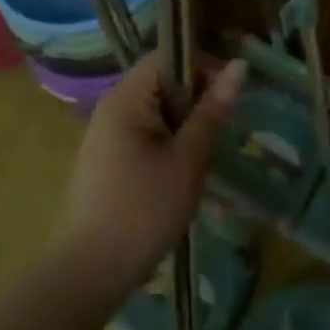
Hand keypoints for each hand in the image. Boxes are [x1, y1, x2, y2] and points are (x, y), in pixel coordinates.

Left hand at [52, 56, 244, 305]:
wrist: (91, 271)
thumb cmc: (144, 210)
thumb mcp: (188, 159)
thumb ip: (212, 112)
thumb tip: (238, 67)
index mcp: (126, 98)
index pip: (166, 57)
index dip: (202, 67)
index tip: (230, 95)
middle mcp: (112, 107)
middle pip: (162, 83)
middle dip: (196, 100)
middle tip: (222, 132)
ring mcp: (106, 135)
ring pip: (157, 112)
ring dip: (185, 126)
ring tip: (206, 156)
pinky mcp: (108, 160)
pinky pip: (146, 134)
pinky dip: (169, 144)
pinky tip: (183, 174)